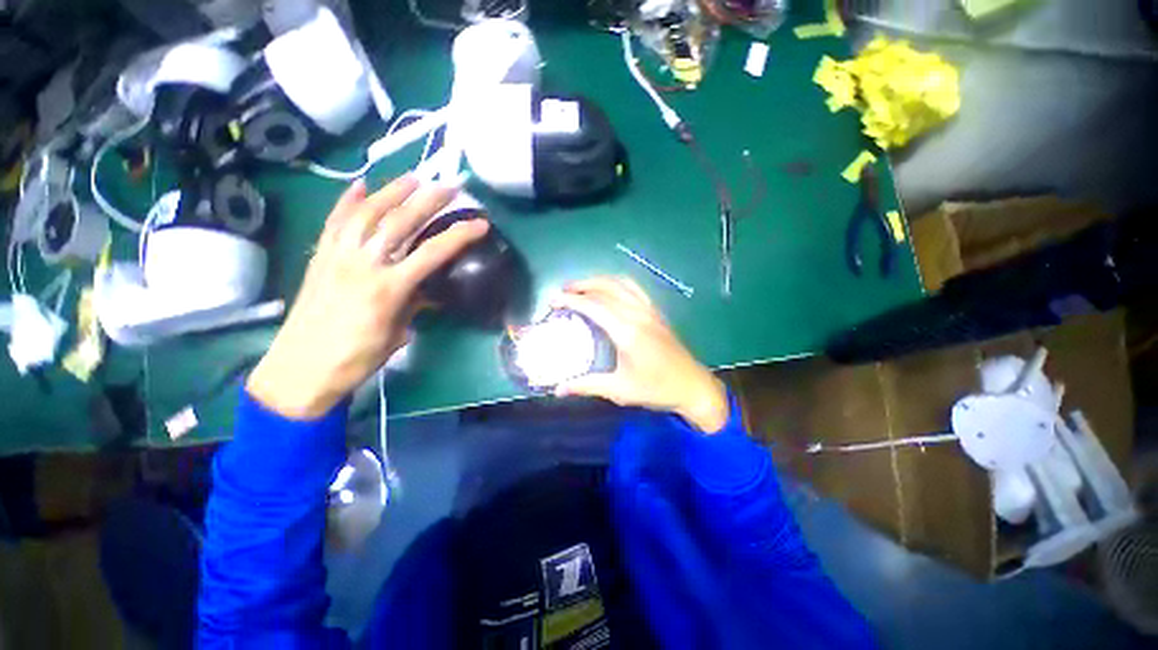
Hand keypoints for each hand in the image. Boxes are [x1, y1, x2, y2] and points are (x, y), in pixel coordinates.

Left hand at [246, 176, 488, 418]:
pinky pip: (334, 223)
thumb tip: (426, 290)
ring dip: (392, 192)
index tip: (480, 224)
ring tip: (413, 178)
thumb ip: (412, 306)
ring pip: (366, 214)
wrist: (300, 370)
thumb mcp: (396, 335)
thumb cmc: (355, 360)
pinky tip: (360, 186)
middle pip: (399, 223)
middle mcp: (362, 265)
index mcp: (388, 289)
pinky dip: (347, 201)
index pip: (432, 253)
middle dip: (428, 201)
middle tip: (450, 187)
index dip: (459, 236)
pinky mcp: (320, 258)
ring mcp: (337, 257)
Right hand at [552, 277, 729, 432]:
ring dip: (599, 280)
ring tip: (582, 287)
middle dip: (581, 285)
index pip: (594, 306)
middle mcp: (637, 314)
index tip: (553, 300)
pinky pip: (634, 288)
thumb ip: (587, 385)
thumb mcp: (619, 389)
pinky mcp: (656, 312)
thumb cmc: (656, 389)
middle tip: (563, 291)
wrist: (692, 386)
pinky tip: (609, 290)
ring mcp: (649, 310)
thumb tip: (558, 389)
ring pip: (621, 283)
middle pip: (606, 288)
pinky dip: (617, 283)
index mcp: (627, 332)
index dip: (571, 300)